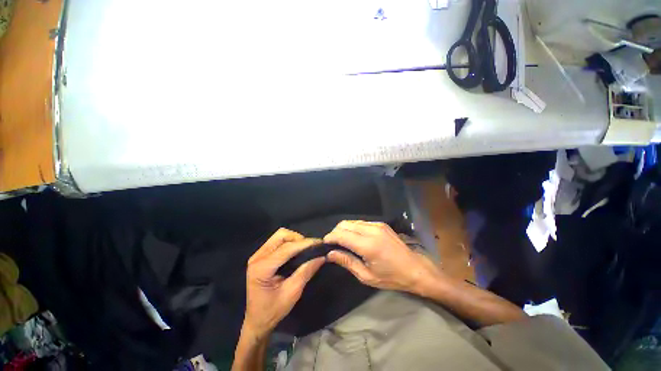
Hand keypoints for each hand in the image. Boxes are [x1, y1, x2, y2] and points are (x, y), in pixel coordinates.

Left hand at [242, 228, 324, 338]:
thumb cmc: (273, 311)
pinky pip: (277, 241)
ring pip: (279, 236)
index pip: (287, 248)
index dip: (305, 243)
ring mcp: (257, 255)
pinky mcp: (260, 256)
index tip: (319, 243)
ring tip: (304, 249)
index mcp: (262, 268)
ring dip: (294, 239)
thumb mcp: (292, 292)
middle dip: (298, 238)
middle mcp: (257, 257)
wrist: (256, 321)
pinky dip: (289, 242)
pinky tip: (296, 251)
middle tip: (310, 248)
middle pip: (281, 235)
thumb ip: (306, 272)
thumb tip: (321, 257)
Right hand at [324, 221, 442, 294]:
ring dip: (343, 229)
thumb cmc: (391, 277)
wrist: (416, 269)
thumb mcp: (367, 276)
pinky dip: (353, 228)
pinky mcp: (381, 224)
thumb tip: (330, 254)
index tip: (324, 244)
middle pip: (344, 224)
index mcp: (368, 245)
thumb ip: (347, 262)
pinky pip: (361, 222)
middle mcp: (371, 230)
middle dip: (335, 232)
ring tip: (342, 241)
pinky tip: (354, 238)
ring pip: (352, 221)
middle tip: (333, 244)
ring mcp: (377, 225)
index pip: (341, 235)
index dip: (330, 238)